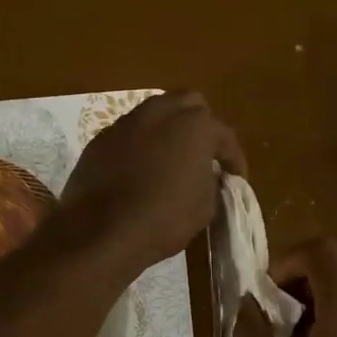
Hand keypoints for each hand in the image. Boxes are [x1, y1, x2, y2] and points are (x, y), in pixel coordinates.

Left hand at [59, 91, 245, 272]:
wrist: (101, 231)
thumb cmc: (164, 219)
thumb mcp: (205, 207)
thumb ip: (211, 181)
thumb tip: (205, 175)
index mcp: (195, 125)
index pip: (224, 137)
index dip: (233, 159)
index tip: (236, 178)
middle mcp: (160, 112)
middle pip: (189, 105)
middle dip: (200, 126)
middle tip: (203, 154)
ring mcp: (127, 122)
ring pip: (155, 114)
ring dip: (167, 131)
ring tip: (171, 159)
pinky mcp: (101, 139)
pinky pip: (130, 134)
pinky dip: (140, 146)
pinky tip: (140, 170)